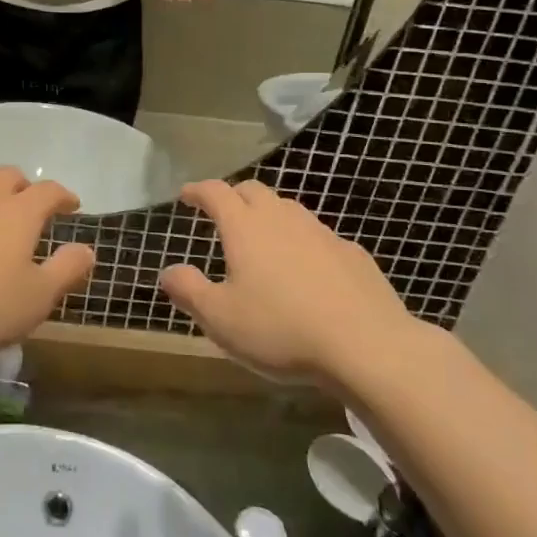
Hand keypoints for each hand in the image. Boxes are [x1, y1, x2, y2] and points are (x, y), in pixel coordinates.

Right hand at [158, 180, 420, 390]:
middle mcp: (282, 219)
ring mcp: (321, 233)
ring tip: (263, 240)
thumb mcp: (220, 319)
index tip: (187, 195)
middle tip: (223, 214)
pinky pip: (319, 237)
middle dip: (234, 196)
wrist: (368, 345)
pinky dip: (303, 243)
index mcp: (245, 228)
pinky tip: (307, 271)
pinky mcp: (352, 254)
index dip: (198, 191)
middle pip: (253, 191)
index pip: (216, 192)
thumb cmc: (281, 329)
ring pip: (288, 210)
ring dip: (270, 216)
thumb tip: (168, 271)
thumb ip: (189, 291)